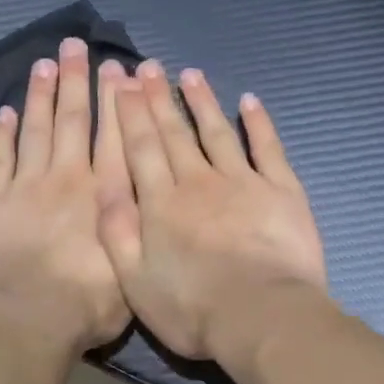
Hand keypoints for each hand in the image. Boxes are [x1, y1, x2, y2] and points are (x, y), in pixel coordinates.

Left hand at [0, 38, 132, 353]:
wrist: (30, 320)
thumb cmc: (89, 303)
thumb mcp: (134, 265)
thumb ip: (138, 221)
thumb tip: (146, 188)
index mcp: (104, 192)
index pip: (113, 134)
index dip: (115, 99)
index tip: (116, 67)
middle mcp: (67, 177)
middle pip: (72, 120)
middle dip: (76, 80)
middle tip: (76, 46)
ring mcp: (26, 186)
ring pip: (34, 129)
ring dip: (40, 94)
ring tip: (44, 63)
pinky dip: (0, 133)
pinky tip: (4, 111)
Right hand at [96, 60, 325, 361]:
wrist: (262, 317)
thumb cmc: (193, 308)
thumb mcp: (134, 280)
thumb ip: (116, 231)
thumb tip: (102, 185)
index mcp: (161, 203)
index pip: (141, 148)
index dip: (131, 114)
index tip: (123, 83)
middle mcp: (198, 182)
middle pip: (175, 133)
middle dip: (159, 98)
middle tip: (149, 66)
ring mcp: (243, 182)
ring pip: (217, 132)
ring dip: (202, 101)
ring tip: (190, 74)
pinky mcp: (281, 191)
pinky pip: (268, 148)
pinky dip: (259, 123)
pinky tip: (249, 101)